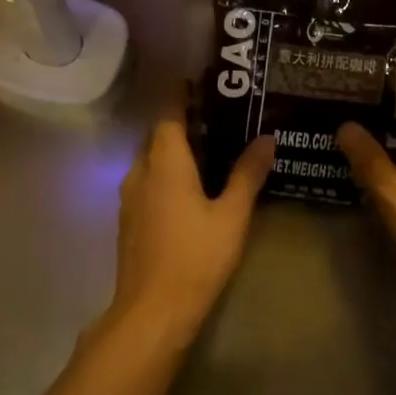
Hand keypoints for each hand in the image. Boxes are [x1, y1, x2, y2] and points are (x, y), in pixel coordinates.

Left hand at [109, 91, 274, 342]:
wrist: (152, 311)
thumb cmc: (196, 257)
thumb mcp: (232, 215)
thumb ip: (247, 174)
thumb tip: (267, 138)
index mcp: (165, 163)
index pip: (169, 114)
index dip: (182, 96)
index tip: (200, 82)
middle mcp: (140, 171)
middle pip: (158, 135)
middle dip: (181, 121)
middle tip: (216, 116)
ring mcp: (129, 197)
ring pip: (150, 159)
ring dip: (172, 148)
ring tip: (207, 148)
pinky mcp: (128, 219)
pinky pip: (147, 180)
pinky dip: (165, 171)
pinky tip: (188, 186)